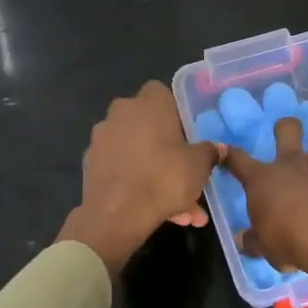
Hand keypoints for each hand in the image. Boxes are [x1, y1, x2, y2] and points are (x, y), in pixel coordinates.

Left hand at [59, 82, 221, 275]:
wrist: (116, 214)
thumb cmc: (164, 178)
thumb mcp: (198, 166)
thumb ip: (208, 152)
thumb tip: (217, 148)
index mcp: (149, 103)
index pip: (161, 93)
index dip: (174, 112)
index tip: (186, 135)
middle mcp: (121, 113)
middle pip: (148, 124)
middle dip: (166, 148)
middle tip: (184, 172)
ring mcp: (102, 137)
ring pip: (136, 152)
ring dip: (154, 172)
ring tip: (177, 207)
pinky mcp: (90, 162)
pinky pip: (121, 168)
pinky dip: (135, 182)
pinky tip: (153, 209)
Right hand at [223, 120, 307, 307]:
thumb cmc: (290, 243)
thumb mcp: (265, 249)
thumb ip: (255, 241)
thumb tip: (245, 240)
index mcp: (264, 180)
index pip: (239, 160)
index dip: (231, 155)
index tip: (227, 153)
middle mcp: (294, 164)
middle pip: (288, 127)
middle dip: (288, 126)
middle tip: (290, 135)